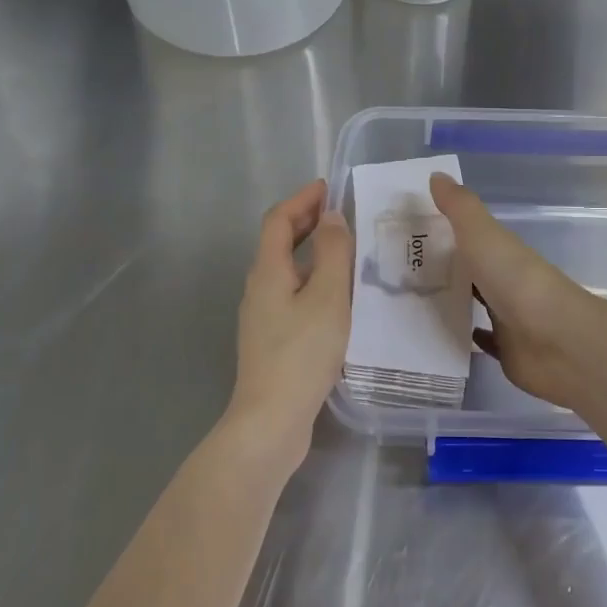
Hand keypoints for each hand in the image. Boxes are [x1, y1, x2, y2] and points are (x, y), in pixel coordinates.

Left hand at [223, 180, 352, 472]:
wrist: (271, 420)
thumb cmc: (302, 353)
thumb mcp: (328, 297)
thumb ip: (333, 253)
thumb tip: (331, 217)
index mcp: (268, 271)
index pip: (278, 220)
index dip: (301, 199)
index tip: (327, 187)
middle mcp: (259, 288)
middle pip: (278, 243)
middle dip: (306, 222)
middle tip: (339, 214)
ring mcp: (262, 316)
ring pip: (286, 271)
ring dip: (312, 253)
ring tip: (347, 253)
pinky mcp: (271, 340)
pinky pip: (292, 295)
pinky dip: (313, 281)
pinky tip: (337, 298)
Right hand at [429, 172, 606, 408]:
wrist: (559, 342)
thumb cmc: (517, 282)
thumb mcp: (483, 236)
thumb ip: (459, 208)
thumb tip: (436, 175)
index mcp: (503, 253)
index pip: (470, 238)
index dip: (443, 234)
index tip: (407, 235)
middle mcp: (506, 282)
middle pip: (471, 272)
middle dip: (442, 270)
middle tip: (397, 272)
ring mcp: (509, 319)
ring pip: (476, 305)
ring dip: (452, 302)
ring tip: (408, 303)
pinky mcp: (509, 352)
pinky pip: (484, 342)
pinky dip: (466, 336)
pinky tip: (441, 336)